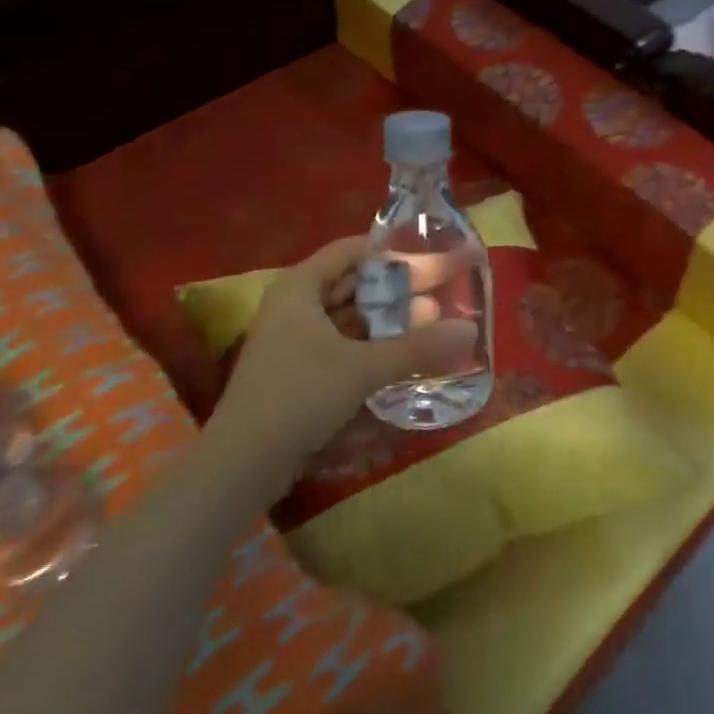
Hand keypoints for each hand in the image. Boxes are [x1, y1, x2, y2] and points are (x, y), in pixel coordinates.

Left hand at [217, 235, 478, 474]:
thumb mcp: (363, 368)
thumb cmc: (300, 396)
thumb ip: (417, 347)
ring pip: (345, 316)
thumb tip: (470, 330)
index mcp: (299, 287)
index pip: (350, 251)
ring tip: (428, 321)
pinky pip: (339, 342)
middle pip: (349, 283)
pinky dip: (369, 344)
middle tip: (437, 291)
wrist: (243, 462)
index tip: (429, 259)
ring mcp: (292, 338)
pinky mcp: (296, 369)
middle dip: (393, 288)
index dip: (390, 252)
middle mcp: (293, 305)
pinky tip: (400, 352)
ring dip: (383, 319)